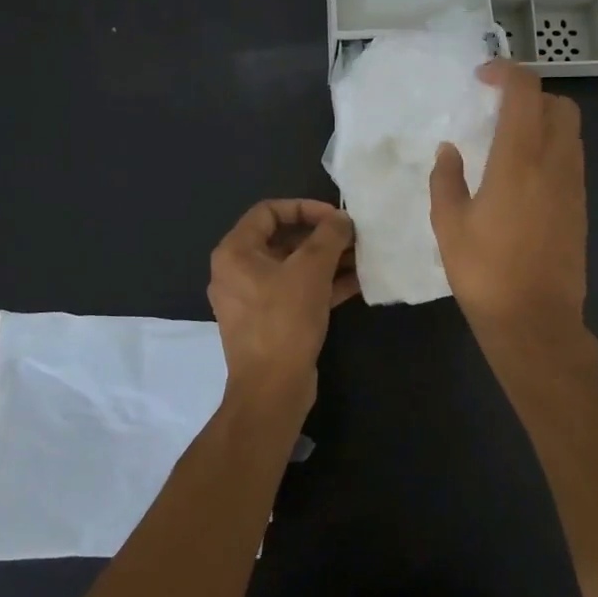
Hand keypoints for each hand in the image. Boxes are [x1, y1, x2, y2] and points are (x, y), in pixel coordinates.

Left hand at [207, 199, 358, 408]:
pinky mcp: (270, 322)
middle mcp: (238, 272)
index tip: (335, 217)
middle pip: (283, 239)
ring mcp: (253, 299)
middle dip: (322, 237)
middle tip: (354, 238)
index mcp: (235, 252)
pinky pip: (297, 292)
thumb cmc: (284, 320)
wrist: (272, 388)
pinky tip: (357, 283)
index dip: (304, 208)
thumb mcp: (311, 270)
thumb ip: (329, 236)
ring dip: (327, 261)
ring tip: (362, 258)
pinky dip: (323, 285)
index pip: (269, 211)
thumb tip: (341, 219)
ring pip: (293, 268)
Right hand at [429, 60, 587, 343]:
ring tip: (509, 139)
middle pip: (559, 104)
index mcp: (520, 160)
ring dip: (544, 120)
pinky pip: (571, 158)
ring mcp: (574, 185)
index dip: (506, 73)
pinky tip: (524, 173)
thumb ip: (447, 179)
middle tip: (498, 108)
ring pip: (571, 131)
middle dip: (531, 94)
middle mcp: (555, 163)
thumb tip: (450, 150)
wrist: (535, 320)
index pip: (525, 92)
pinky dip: (552, 147)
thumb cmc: (485, 272)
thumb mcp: (449, 225)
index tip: (482, 78)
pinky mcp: (581, 206)